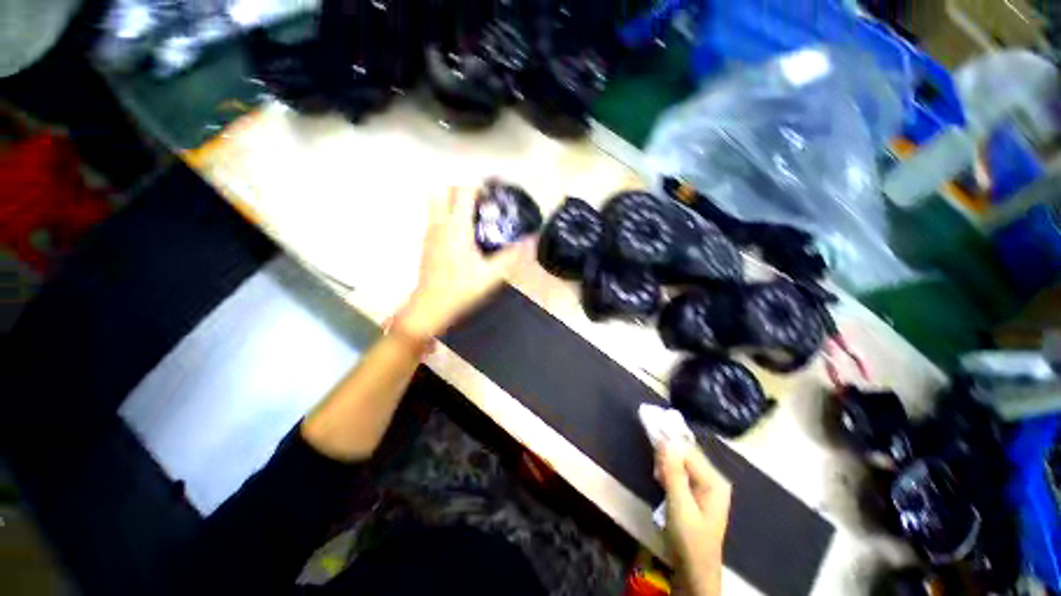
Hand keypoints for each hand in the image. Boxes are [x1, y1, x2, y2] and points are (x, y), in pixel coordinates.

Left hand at [399, 186, 532, 336]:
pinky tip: (461, 232)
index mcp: (456, 227)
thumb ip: (511, 255)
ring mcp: (429, 231)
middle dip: (464, 189)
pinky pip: (435, 216)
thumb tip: (530, 240)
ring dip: (453, 200)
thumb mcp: (491, 275)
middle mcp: (440, 223)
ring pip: (437, 201)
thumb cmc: (461, 289)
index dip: (479, 186)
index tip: (493, 192)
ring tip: (472, 214)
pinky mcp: (426, 241)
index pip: (464, 191)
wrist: (430, 306)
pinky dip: (446, 213)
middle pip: (447, 190)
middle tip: (482, 202)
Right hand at [657, 441, 731, 595]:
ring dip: (666, 463)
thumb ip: (673, 472)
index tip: (650, 436)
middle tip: (653, 465)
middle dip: (667, 454)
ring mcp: (706, 487)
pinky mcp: (697, 493)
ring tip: (656, 475)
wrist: (695, 573)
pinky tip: (660, 479)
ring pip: (681, 462)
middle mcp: (713, 479)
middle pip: (686, 454)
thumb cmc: (689, 541)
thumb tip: (665, 440)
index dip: (668, 443)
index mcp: (714, 481)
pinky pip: (680, 472)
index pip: (688, 450)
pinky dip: (668, 472)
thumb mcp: (679, 506)